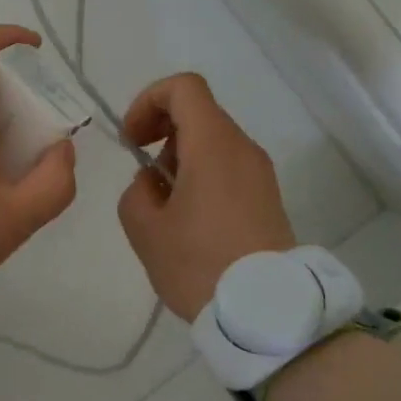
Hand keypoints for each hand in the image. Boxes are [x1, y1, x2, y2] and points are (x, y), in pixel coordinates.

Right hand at [117, 73, 295, 319]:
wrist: (266, 314)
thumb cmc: (200, 264)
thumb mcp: (145, 229)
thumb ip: (136, 191)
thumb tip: (153, 183)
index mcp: (213, 144)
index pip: (183, 87)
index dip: (148, 101)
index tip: (132, 140)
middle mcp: (242, 148)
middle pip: (198, 113)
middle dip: (161, 133)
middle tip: (144, 176)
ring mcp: (260, 173)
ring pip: (212, 141)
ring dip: (180, 158)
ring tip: (165, 207)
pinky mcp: (268, 197)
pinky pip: (228, 166)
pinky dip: (201, 175)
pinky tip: (190, 220)